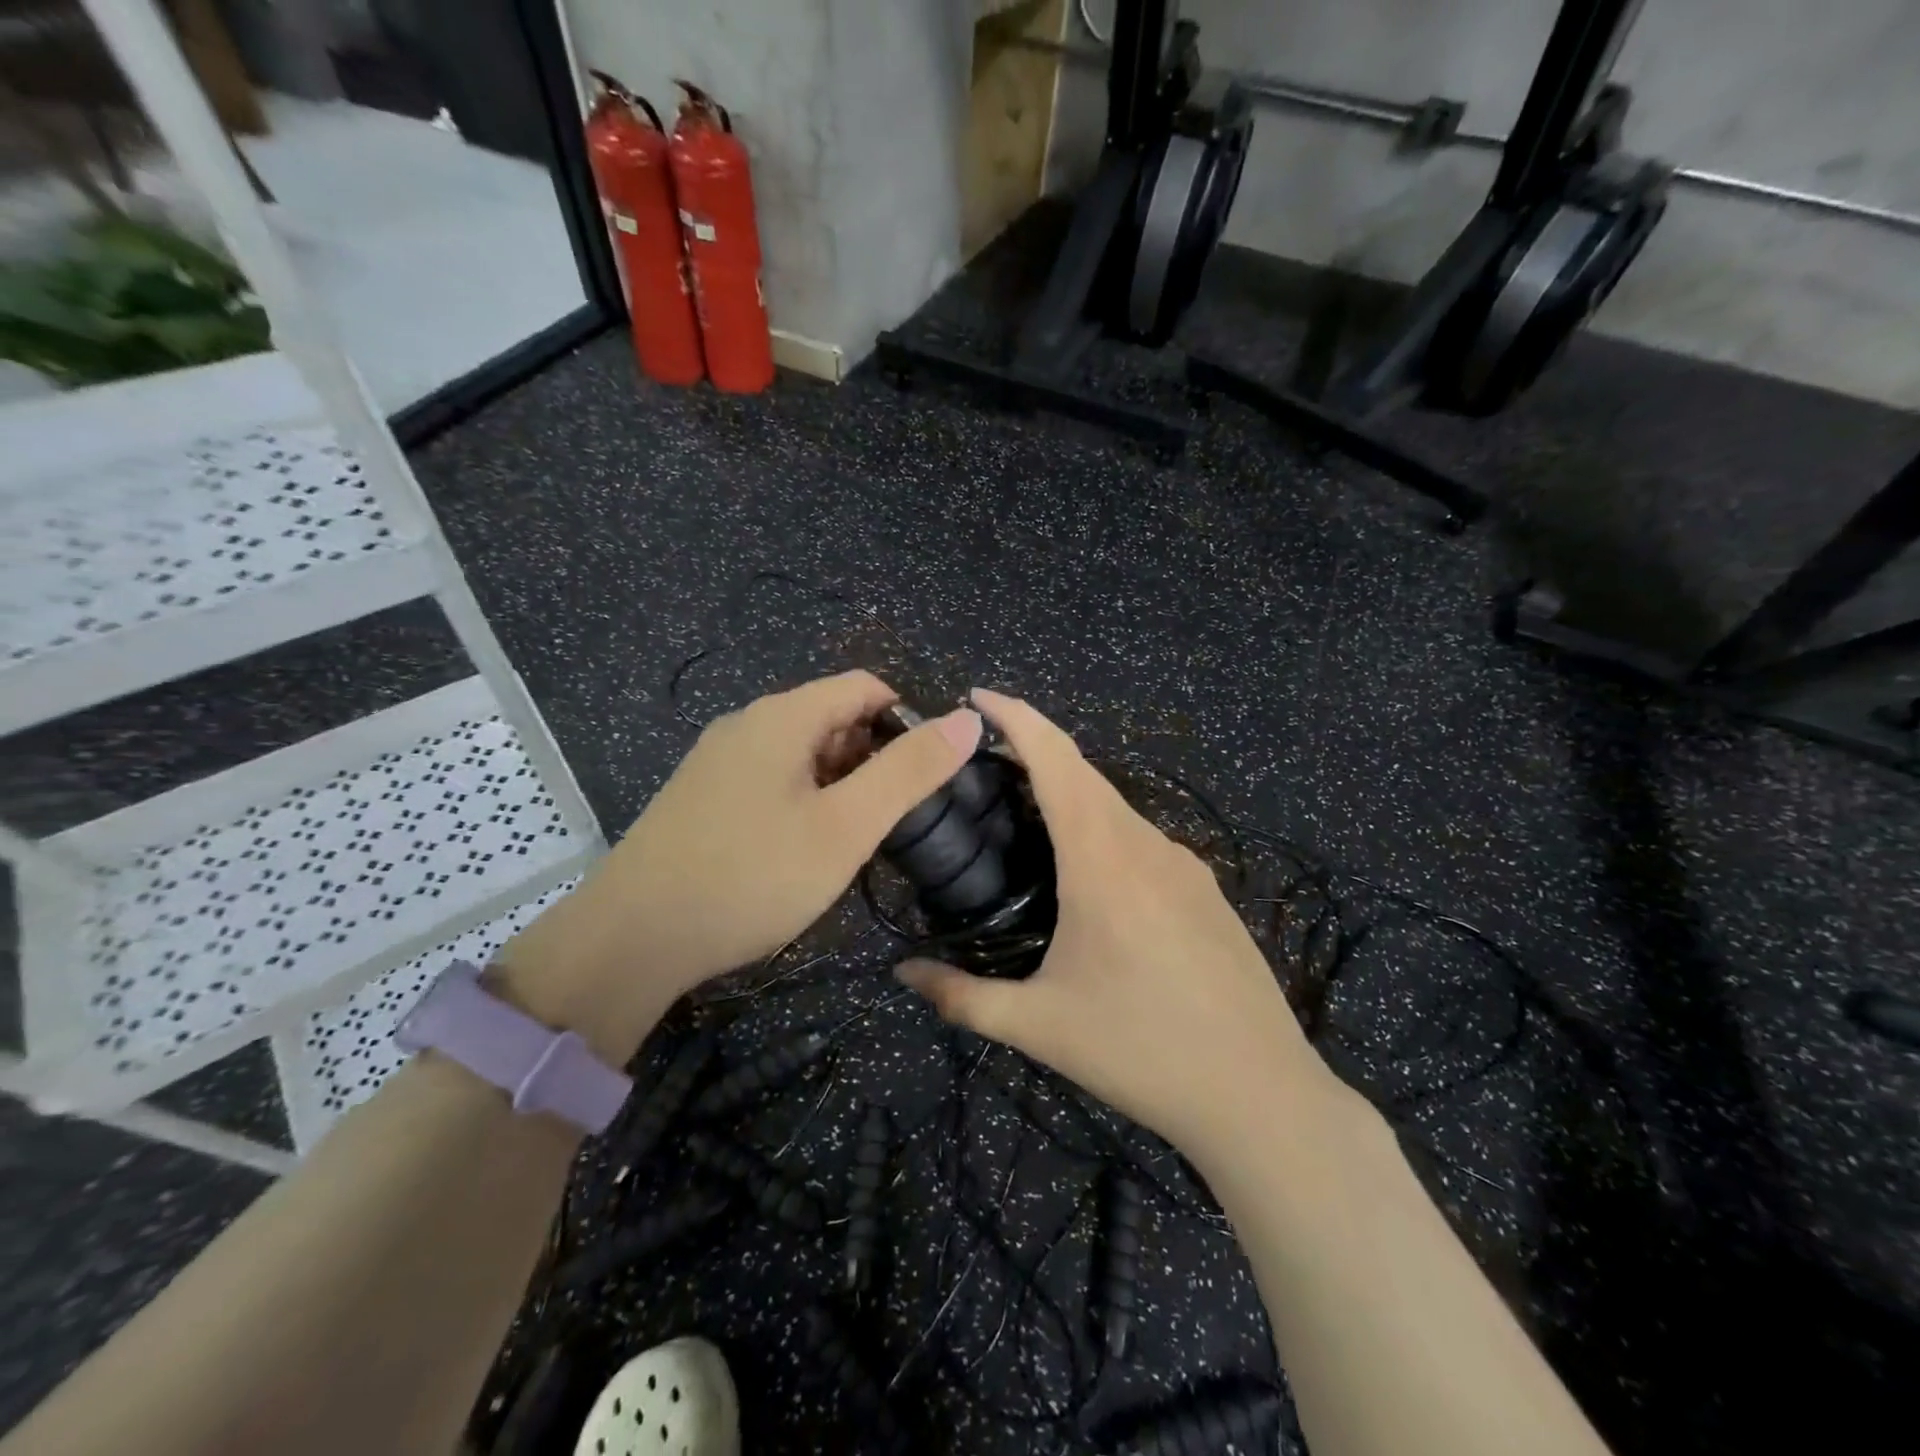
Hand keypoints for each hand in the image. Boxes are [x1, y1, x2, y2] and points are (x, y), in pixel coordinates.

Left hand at [498, 671, 981, 1061]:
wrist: (633, 938)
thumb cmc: (752, 876)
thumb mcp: (846, 826)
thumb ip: (909, 771)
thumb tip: (968, 719)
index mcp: (783, 716)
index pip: (866, 686)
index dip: (907, 721)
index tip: (924, 777)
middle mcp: (747, 724)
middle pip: (833, 717)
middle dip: (872, 757)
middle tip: (888, 820)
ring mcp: (717, 760)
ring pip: (801, 752)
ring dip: (838, 783)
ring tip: (849, 841)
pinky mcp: (701, 796)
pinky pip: (770, 778)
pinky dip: (802, 800)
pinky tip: (799, 850)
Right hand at [897, 689, 1332, 1158]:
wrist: (1260, 1095)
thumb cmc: (1141, 1052)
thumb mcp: (1039, 1026)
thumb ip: (961, 996)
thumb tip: (901, 973)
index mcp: (1102, 860)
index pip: (1056, 760)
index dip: (1017, 717)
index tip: (978, 696)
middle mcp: (1146, 844)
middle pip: (1084, 772)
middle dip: (1034, 749)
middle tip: (984, 763)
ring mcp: (1184, 864)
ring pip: (1115, 806)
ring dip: (1070, 794)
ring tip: (1025, 820)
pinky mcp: (1206, 889)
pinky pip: (1142, 838)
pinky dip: (1102, 829)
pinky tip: (1088, 875)